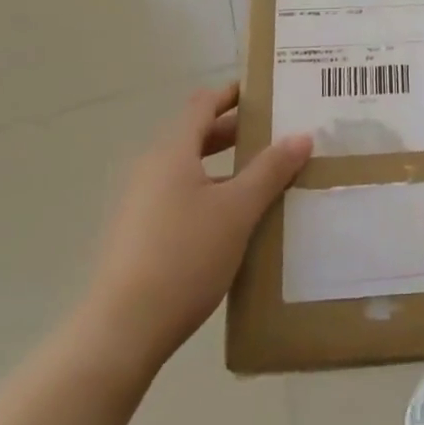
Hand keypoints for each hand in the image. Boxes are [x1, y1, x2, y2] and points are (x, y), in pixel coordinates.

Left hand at [79, 83, 311, 377]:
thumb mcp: (238, 211)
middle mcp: (152, 167)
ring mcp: (140, 202)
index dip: (232, 94)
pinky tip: (233, 221)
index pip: (203, 104)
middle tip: (275, 134)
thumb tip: (302, 135)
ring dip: (223, 167)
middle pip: (196, 135)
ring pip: (189, 169)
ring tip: (262, 178)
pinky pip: (179, 197)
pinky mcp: (137, 235)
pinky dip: (208, 194)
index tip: (264, 92)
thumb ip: (270, 170)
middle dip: (234, 131)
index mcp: (173, 151)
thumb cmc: (184, 256)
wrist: (121, 332)